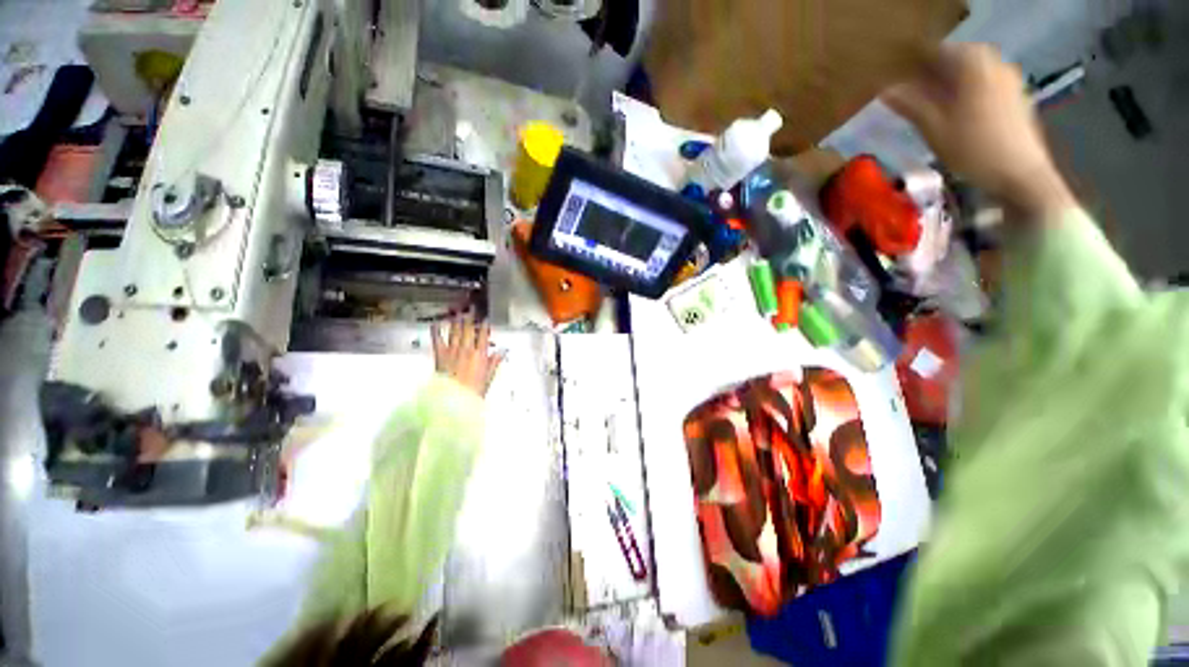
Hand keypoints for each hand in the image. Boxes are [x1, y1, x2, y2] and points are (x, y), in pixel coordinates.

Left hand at [432, 314, 503, 396]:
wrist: (453, 400)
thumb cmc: (473, 391)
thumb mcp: (488, 378)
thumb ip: (494, 363)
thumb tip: (501, 353)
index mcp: (480, 355)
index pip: (483, 335)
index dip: (485, 325)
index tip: (485, 319)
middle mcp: (466, 349)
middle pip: (469, 329)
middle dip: (471, 317)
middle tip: (471, 308)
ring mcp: (452, 351)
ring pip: (455, 331)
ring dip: (457, 320)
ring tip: (458, 311)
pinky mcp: (440, 355)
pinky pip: (438, 339)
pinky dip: (436, 330)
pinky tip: (436, 322)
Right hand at [882, 44, 1075, 218]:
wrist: (1019, 174)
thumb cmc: (973, 149)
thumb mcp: (933, 127)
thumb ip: (910, 104)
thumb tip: (885, 90)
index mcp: (973, 63)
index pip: (935, 52)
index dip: (912, 65)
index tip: (894, 81)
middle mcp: (993, 62)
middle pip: (954, 60)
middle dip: (930, 75)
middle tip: (908, 96)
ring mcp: (1008, 78)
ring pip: (969, 72)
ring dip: (947, 84)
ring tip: (928, 106)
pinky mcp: (1015, 95)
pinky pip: (983, 83)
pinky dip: (965, 92)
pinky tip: (954, 112)